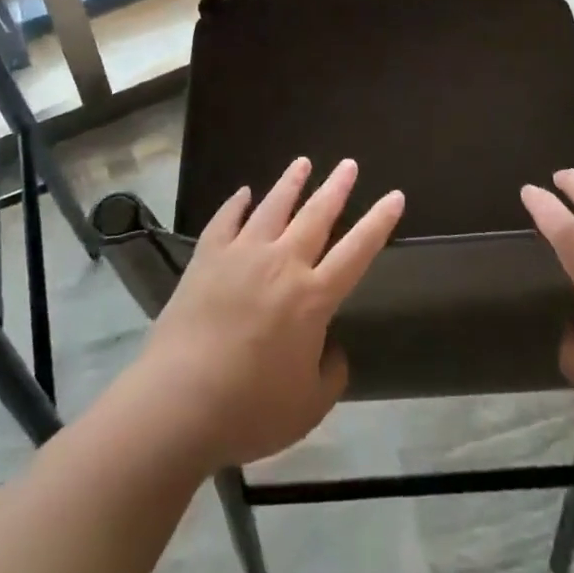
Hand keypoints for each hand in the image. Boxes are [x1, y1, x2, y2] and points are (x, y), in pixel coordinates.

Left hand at [127, 156, 403, 471]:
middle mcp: (282, 263)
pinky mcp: (207, 257)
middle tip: (348, 164)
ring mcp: (242, 254)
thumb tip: (332, 349)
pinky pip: (225, 220)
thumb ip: (330, 375)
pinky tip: (243, 193)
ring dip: (290, 183)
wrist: (178, 403)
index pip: (357, 251)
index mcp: (312, 298)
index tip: (395, 195)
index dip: (378, 222)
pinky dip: (236, 204)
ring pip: (273, 206)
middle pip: (316, 215)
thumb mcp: (307, 407)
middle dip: (336, 187)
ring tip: (302, 162)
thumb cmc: (249, 410)